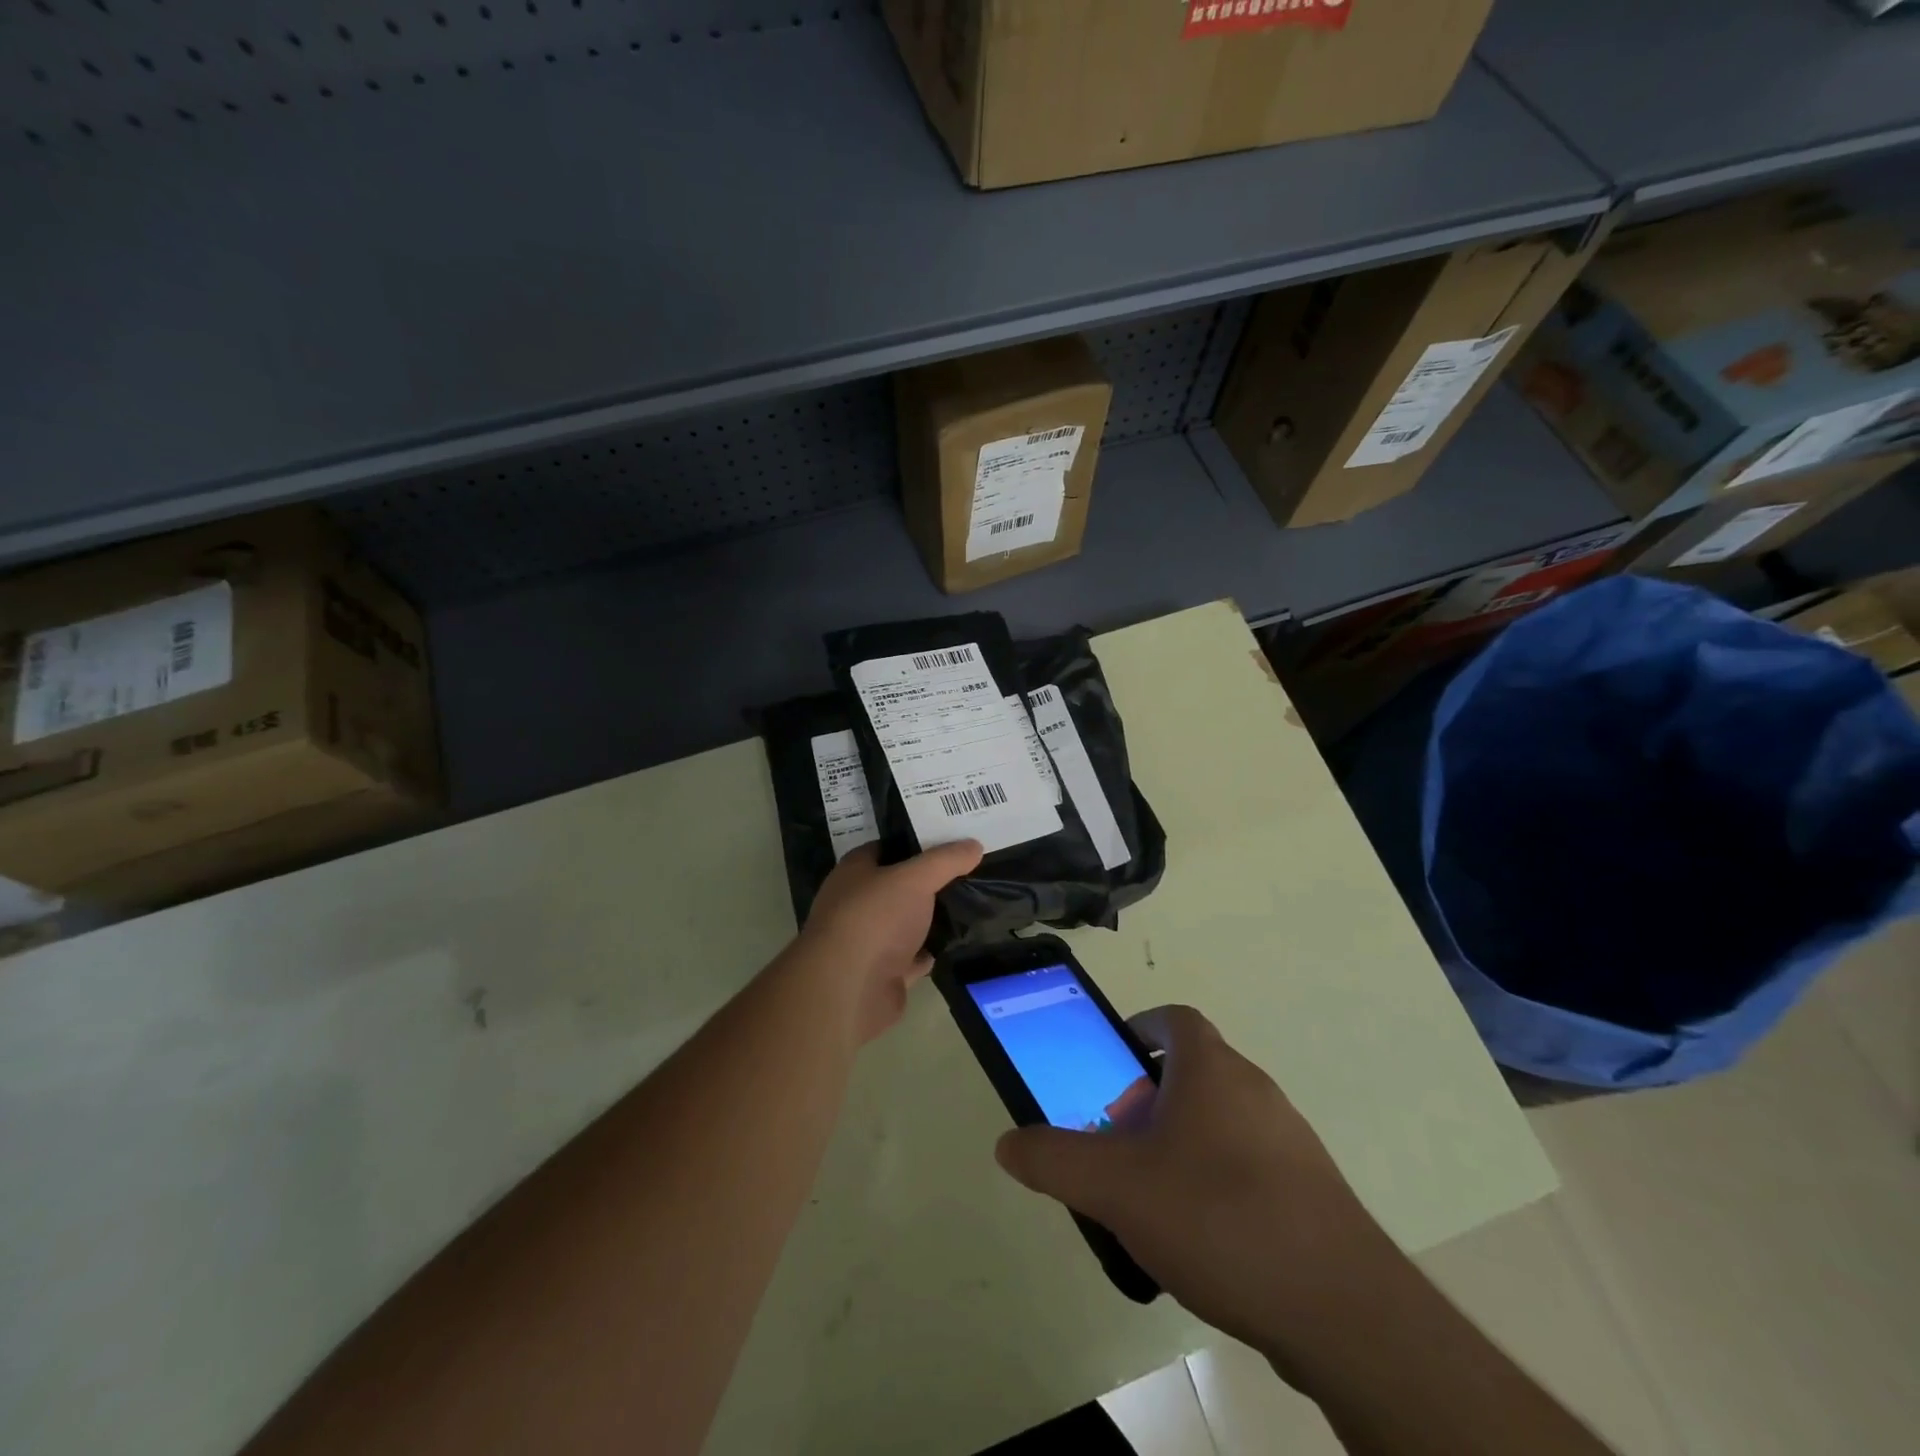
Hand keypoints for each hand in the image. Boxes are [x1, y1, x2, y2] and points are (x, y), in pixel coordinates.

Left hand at [796, 841, 982, 1043]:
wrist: (850, 989)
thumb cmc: (875, 919)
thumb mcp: (915, 878)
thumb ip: (945, 860)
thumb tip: (974, 845)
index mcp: (854, 872)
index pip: (886, 847)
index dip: (916, 842)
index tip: (950, 838)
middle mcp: (857, 903)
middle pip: (897, 885)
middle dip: (928, 880)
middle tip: (968, 870)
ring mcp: (868, 940)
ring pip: (906, 922)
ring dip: (931, 918)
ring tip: (969, 903)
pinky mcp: (882, 973)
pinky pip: (912, 956)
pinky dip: (930, 951)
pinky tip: (956, 942)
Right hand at [993, 1005, 1398, 1363]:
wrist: (1342, 1311)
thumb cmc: (1218, 1217)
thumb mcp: (1116, 1188)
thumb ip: (1055, 1161)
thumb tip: (1007, 1143)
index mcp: (1212, 1069)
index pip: (1175, 1020)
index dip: (1140, 1031)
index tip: (1113, 1065)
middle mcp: (1255, 1090)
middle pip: (1194, 1073)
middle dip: (1150, 1098)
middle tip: (1119, 1143)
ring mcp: (1290, 1141)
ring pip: (1222, 1122)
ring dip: (1182, 1143)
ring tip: (1152, 1197)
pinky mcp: (1312, 1193)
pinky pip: (1250, 1167)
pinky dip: (1218, 1182)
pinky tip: (1201, 1240)